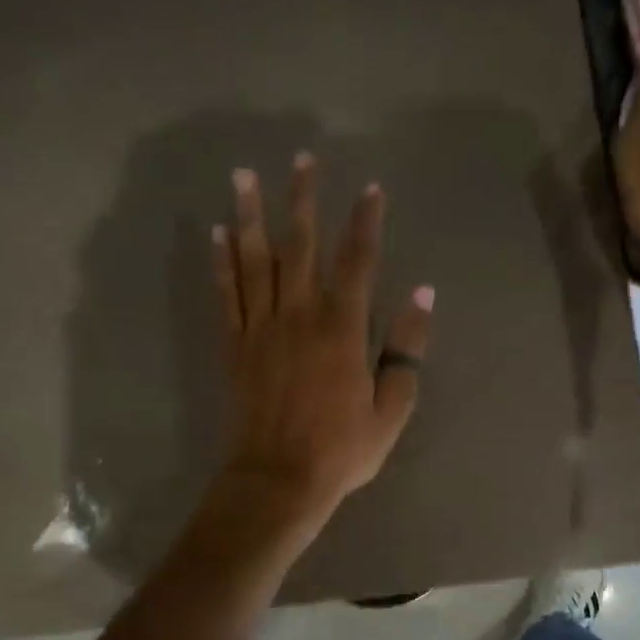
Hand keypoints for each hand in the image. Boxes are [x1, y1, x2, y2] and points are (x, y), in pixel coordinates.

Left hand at [210, 154, 434, 526]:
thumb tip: (423, 295)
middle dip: (302, 199)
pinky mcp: (234, 346)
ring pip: (254, 260)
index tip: (371, 189)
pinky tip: (216, 233)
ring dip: (250, 215)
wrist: (277, 480)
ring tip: (243, 176)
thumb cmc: (341, 450)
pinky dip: (221, 262)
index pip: (357, 262)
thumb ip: (406, 349)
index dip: (366, 222)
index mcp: (342, 329)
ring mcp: (260, 328)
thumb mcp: (391, 408)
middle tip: (301, 159)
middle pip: (299, 246)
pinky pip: (226, 294)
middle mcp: (298, 316)